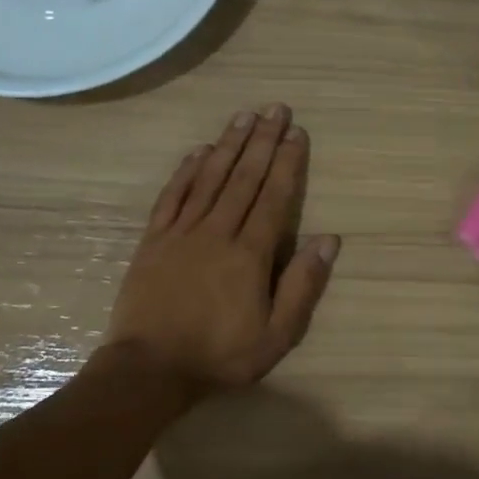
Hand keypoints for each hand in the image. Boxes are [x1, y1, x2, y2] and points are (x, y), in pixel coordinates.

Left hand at [104, 105, 338, 394]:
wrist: (148, 369)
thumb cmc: (220, 355)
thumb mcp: (276, 335)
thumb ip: (302, 285)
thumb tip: (329, 240)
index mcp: (250, 253)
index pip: (274, 196)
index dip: (287, 162)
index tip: (296, 132)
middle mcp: (218, 232)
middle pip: (244, 177)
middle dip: (262, 140)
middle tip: (275, 108)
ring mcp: (182, 233)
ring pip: (210, 178)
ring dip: (228, 145)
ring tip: (244, 116)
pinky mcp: (154, 240)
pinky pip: (173, 196)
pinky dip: (186, 171)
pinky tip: (198, 151)